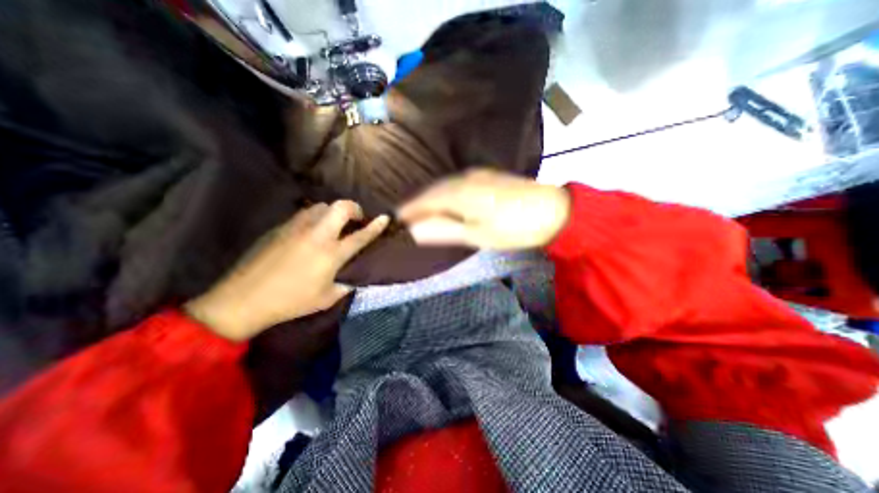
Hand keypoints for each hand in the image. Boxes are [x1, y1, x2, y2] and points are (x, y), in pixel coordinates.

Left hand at [185, 202, 386, 339]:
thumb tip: (355, 277)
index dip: (376, 226)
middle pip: (341, 207)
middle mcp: (317, 235)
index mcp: (331, 254)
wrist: (243, 299)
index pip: (360, 235)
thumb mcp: (327, 298)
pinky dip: (316, 217)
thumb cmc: (291, 301)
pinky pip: (305, 214)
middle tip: (356, 218)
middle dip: (354, 208)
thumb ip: (346, 284)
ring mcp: (297, 228)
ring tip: (334, 224)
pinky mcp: (280, 227)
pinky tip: (312, 231)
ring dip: (333, 211)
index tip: (385, 217)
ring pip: (321, 206)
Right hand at [398, 171, 570, 252]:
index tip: (395, 220)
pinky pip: (456, 183)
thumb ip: (444, 230)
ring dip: (430, 198)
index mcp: (459, 193)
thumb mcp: (477, 235)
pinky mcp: (486, 175)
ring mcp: (476, 174)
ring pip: (444, 185)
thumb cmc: (513, 228)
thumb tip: (414, 231)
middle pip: (432, 190)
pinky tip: (445, 201)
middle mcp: (463, 178)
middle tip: (405, 218)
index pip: (424, 200)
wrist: (552, 210)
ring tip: (420, 212)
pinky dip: (444, 193)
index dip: (408, 210)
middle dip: (416, 203)